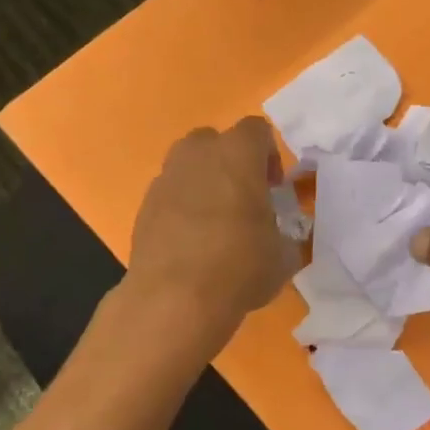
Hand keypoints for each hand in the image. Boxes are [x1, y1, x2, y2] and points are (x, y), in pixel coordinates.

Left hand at [125, 117, 297, 340]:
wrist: (175, 298)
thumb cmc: (241, 266)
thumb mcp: (283, 254)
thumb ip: (284, 234)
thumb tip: (280, 238)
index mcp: (238, 154)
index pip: (257, 130)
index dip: (269, 155)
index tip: (274, 187)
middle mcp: (198, 154)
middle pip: (216, 141)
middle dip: (231, 163)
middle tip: (245, 199)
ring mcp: (165, 179)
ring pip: (188, 166)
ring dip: (204, 184)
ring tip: (216, 222)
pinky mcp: (144, 207)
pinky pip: (170, 195)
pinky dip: (182, 209)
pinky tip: (192, 243)